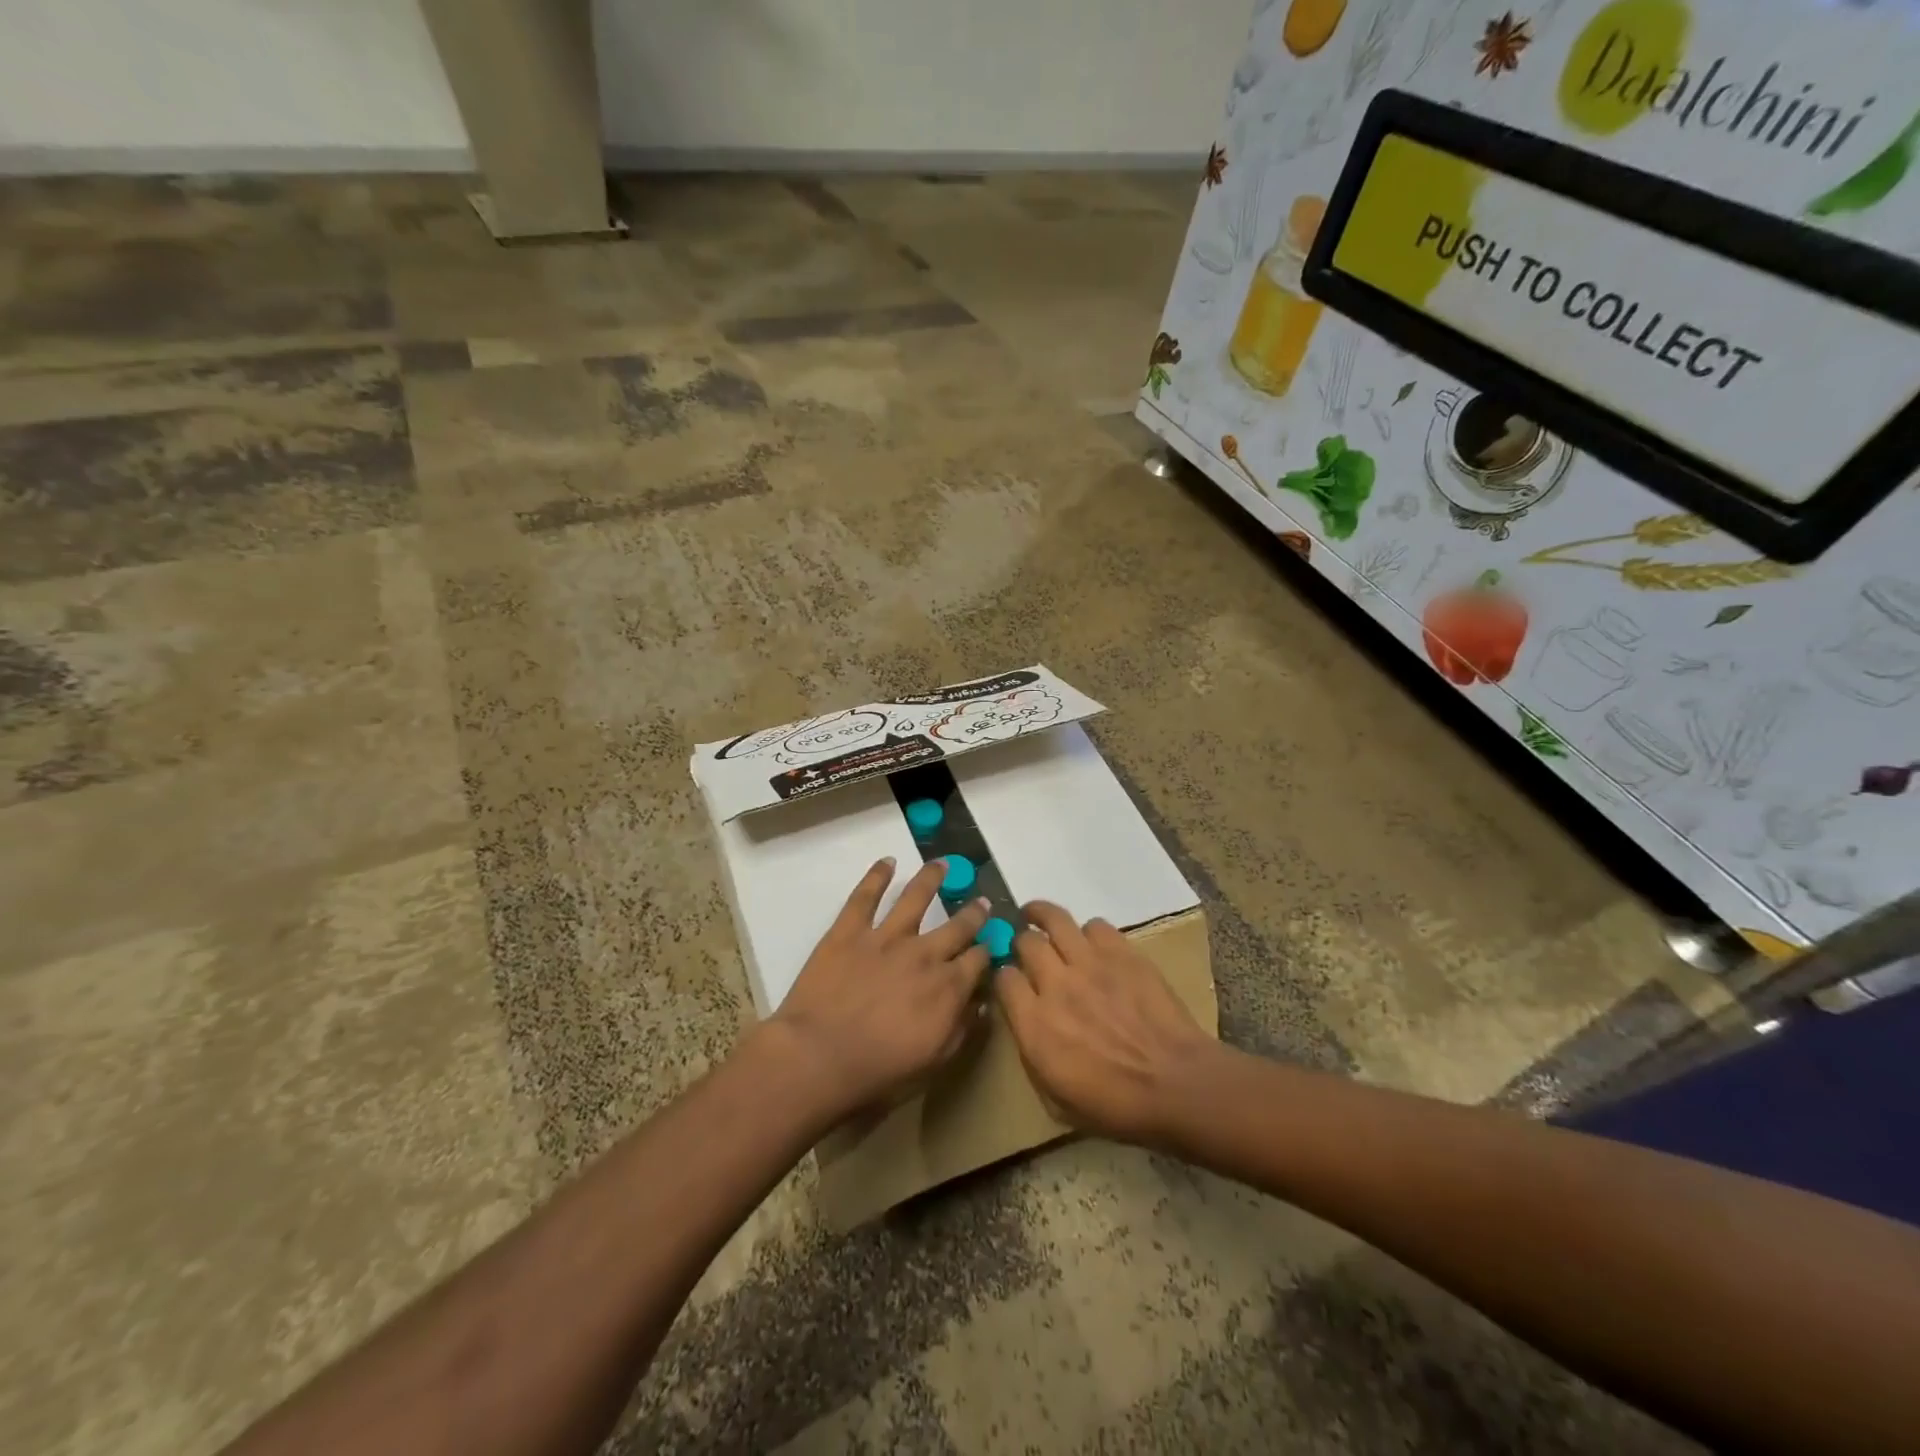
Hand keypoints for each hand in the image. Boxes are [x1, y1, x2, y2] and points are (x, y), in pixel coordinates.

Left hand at [764, 857, 991, 1122]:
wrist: (818, 1058)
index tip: (992, 944)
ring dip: (931, 879)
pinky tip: (886, 862)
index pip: (978, 960)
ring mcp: (886, 937)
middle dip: (973, 914)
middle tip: (982, 902)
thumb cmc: (878, 1072)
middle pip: (957, 926)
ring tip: (941, 864)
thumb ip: (962, 1030)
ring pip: (915, 898)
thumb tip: (982, 1003)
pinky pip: (865, 896)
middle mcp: (924, 953)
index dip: (987, 951)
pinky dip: (876, 876)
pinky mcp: (849, 931)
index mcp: (947, 987)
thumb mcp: (934, 1063)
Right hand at [994, 901, 1214, 1145]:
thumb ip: (1032, 1057)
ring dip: (1043, 917)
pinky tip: (1093, 944)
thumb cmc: (1117, 1107)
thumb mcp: (1057, 1101)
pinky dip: (1089, 933)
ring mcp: (1090, 963)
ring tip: (1040, 917)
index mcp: (1034, 1024)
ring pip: (1054, 919)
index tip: (1012, 984)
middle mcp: (1056, 984)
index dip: (1004, 978)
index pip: (1003, 979)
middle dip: (1022, 943)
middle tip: (1027, 948)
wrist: (1177, 1085)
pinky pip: (1095, 926)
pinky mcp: (1122, 952)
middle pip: (1025, 942)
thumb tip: (1026, 1027)